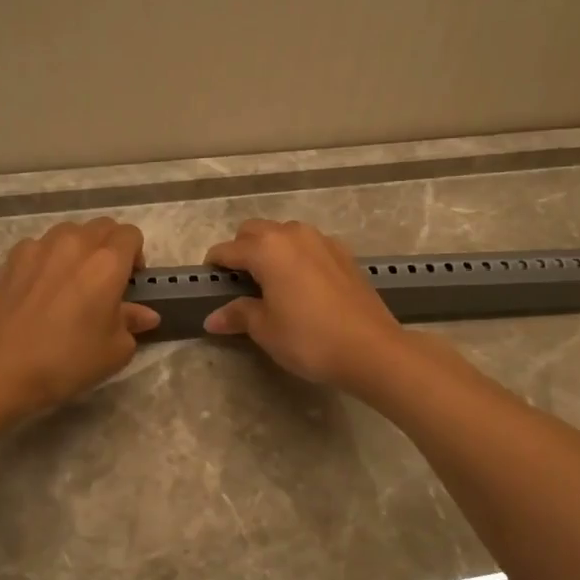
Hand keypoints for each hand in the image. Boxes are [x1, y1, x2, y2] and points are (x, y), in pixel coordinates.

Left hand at [0, 218, 160, 419]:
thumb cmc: (67, 361)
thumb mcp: (114, 350)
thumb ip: (132, 323)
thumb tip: (145, 314)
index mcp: (107, 262)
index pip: (131, 235)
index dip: (136, 254)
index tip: (130, 281)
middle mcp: (75, 244)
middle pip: (101, 227)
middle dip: (110, 246)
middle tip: (105, 281)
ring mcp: (39, 247)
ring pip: (69, 232)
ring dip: (78, 248)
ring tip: (71, 280)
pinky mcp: (11, 258)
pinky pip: (38, 246)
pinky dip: (47, 258)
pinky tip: (40, 288)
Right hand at [202, 220, 404, 391]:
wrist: (371, 348)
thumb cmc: (309, 338)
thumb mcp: (266, 330)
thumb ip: (239, 315)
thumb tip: (212, 318)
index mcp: (267, 249)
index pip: (229, 249)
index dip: (215, 263)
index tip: (208, 279)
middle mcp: (293, 235)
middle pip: (256, 231)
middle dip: (241, 249)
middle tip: (238, 280)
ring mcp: (322, 241)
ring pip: (285, 233)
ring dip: (271, 248)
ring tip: (269, 280)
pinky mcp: (344, 254)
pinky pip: (309, 245)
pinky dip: (297, 256)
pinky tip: (301, 283)